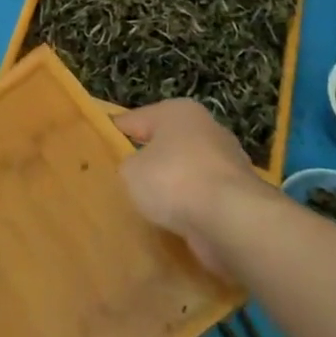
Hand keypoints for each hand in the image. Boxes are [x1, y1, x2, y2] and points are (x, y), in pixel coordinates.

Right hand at [116, 99, 275, 280]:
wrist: (232, 220)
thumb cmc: (173, 180)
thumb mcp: (130, 171)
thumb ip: (127, 166)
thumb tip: (137, 172)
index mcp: (177, 112)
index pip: (133, 120)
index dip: (112, 135)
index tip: (96, 152)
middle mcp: (206, 129)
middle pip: (164, 145)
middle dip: (147, 162)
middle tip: (122, 182)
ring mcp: (227, 162)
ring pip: (185, 172)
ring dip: (171, 189)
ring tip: (147, 208)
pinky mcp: (239, 195)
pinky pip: (202, 198)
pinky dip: (190, 209)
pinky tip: (174, 224)